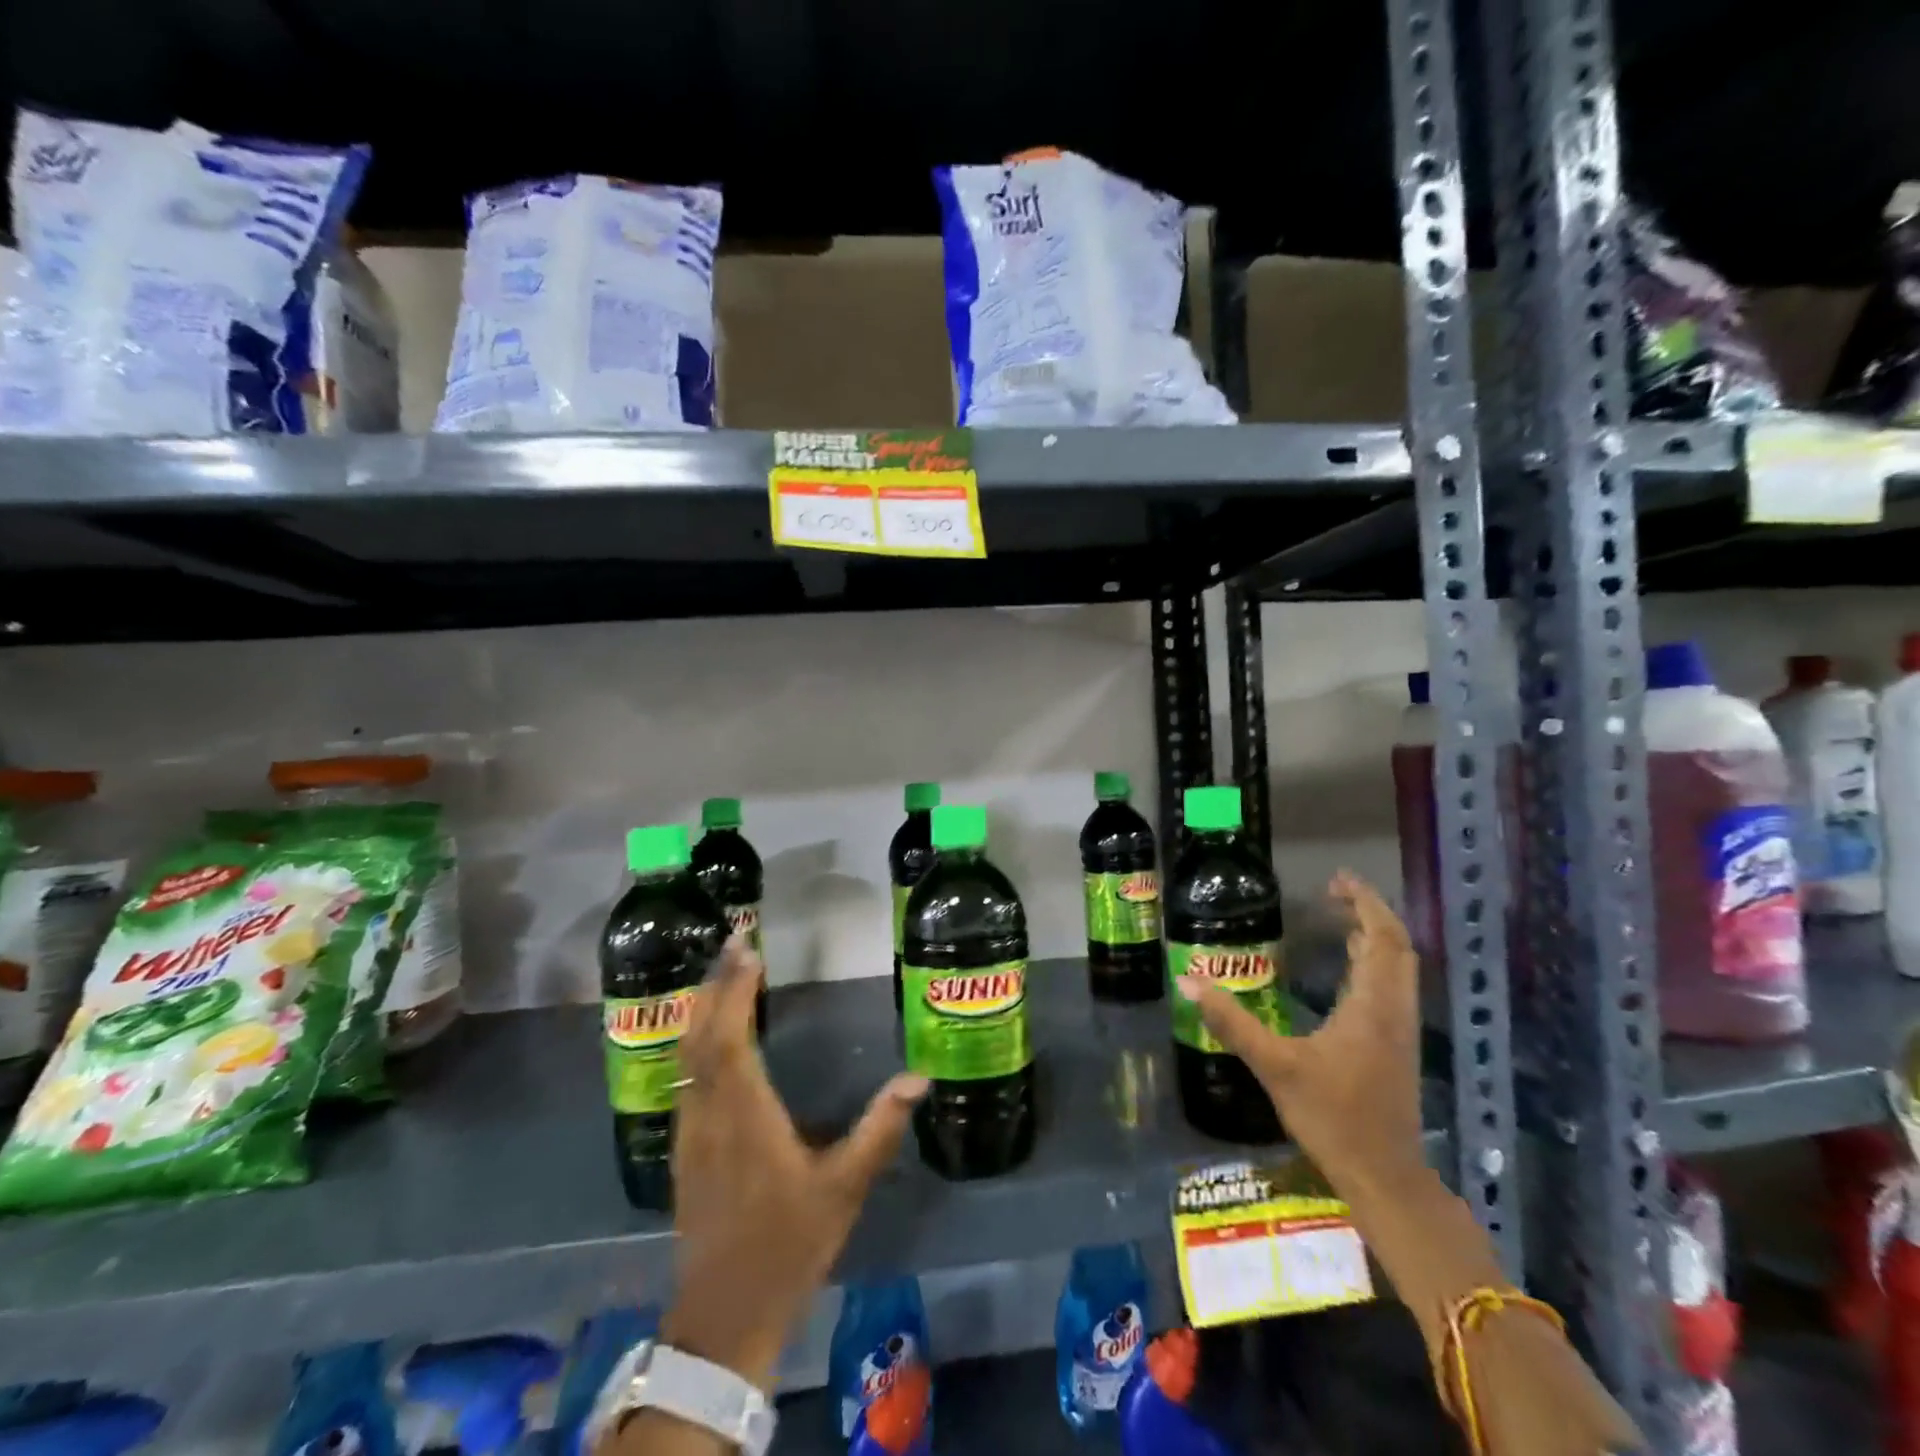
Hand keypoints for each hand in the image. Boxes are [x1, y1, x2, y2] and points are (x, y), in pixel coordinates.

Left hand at [661, 936, 927, 1389]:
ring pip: (685, 1053)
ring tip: (723, 972)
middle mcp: (709, 1112)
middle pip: (701, 1034)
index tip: (750, 950)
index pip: (731, 1035)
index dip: (736, 989)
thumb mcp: (844, 1186)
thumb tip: (920, 1077)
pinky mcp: (685, 1146)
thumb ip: (880, 1128)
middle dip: (715, 982)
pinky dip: (695, 1038)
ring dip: (702, 1006)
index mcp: (745, 1113)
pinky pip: (684, 1074)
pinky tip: (710, 1033)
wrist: (725, 1313)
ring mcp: (690, 1129)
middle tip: (735, 940)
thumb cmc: (788, 1243)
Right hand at [1176, 871, 1427, 1207]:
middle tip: (1334, 893)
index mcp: (1372, 1006)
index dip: (1365, 902)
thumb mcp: (1274, 1066)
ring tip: (1340, 918)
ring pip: (1399, 968)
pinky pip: (1392, 987)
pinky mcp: (1395, 1047)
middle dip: (1370, 913)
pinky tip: (1348, 969)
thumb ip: (1232, 1022)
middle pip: (1397, 947)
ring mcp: (1399, 1030)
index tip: (1337, 880)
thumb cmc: (1333, 1117)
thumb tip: (1189, 980)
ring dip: (1375, 937)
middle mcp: (1394, 1010)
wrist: (1384, 1177)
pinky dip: (1375, 962)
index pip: (1382, 938)